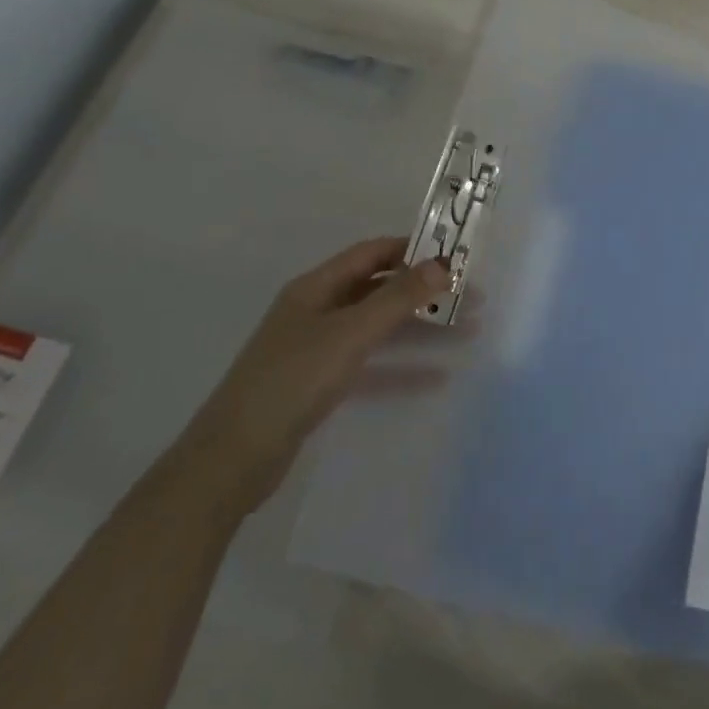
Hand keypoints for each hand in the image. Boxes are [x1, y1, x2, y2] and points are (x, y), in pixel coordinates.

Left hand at [169, 237, 452, 517]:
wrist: (234, 458)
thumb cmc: (292, 381)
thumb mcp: (350, 333)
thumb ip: (397, 298)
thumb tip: (443, 266)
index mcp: (317, 287)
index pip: (372, 253)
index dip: (413, 250)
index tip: (457, 257)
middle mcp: (318, 311)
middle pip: (381, 291)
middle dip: (426, 294)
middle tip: (474, 301)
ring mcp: (318, 350)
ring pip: (380, 330)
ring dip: (421, 330)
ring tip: (468, 333)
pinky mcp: (321, 385)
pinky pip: (371, 367)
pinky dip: (402, 369)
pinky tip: (437, 378)